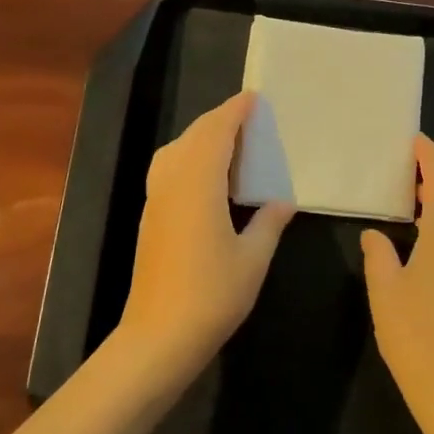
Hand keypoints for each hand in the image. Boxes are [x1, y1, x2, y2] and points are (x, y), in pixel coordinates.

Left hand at [116, 92, 295, 382]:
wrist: (159, 335)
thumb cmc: (212, 295)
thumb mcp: (253, 259)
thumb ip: (268, 223)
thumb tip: (282, 202)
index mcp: (198, 184)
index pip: (215, 133)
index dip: (234, 112)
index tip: (253, 98)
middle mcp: (172, 183)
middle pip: (192, 137)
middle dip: (218, 121)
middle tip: (248, 119)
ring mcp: (156, 201)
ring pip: (175, 152)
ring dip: (201, 139)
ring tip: (230, 145)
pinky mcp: (151, 218)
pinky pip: (168, 170)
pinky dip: (189, 158)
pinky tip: (208, 179)